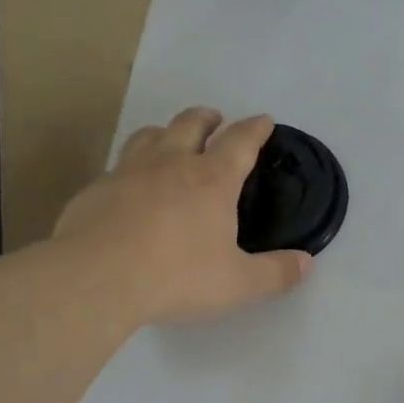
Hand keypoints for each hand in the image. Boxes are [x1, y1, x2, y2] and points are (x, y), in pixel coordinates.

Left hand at [52, 108, 311, 324]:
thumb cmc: (177, 277)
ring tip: (171, 138)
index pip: (240, 142)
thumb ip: (276, 273)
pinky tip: (131, 184)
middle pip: (191, 124)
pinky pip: (119, 164)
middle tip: (215, 119)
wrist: (96, 278)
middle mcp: (171, 164)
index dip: (255, 129)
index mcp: (212, 181)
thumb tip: (306, 263)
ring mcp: (129, 172)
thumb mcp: (238, 284)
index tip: (264, 121)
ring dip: (167, 131)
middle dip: (208, 118)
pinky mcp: (97, 189)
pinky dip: (133, 165)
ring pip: (150, 135)